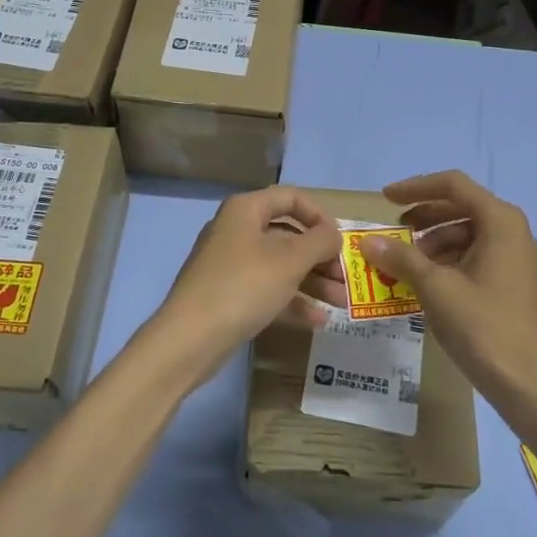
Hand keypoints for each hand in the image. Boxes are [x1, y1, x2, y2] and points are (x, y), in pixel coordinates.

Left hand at [145, 186, 341, 383]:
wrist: (189, 339)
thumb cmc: (243, 287)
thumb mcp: (289, 261)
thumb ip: (319, 242)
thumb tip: (334, 233)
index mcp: (246, 210)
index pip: (290, 197)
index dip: (320, 215)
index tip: (341, 239)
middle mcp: (236, 230)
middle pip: (287, 234)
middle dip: (320, 256)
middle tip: (346, 278)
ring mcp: (230, 264)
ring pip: (280, 265)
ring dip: (313, 281)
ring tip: (341, 302)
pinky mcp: (228, 295)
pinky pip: (267, 290)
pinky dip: (292, 300)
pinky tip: (319, 320)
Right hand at [318, 171, 536, 409]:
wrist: (528, 383)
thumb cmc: (483, 326)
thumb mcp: (435, 288)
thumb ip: (401, 258)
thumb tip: (368, 242)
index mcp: (500, 222)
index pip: (453, 186)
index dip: (416, 187)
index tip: (385, 198)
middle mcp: (512, 232)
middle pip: (461, 207)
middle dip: (424, 216)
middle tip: (394, 230)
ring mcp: (515, 259)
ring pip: (467, 234)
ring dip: (433, 241)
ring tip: (405, 263)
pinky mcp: (512, 283)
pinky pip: (475, 257)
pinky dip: (448, 261)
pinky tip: (425, 282)